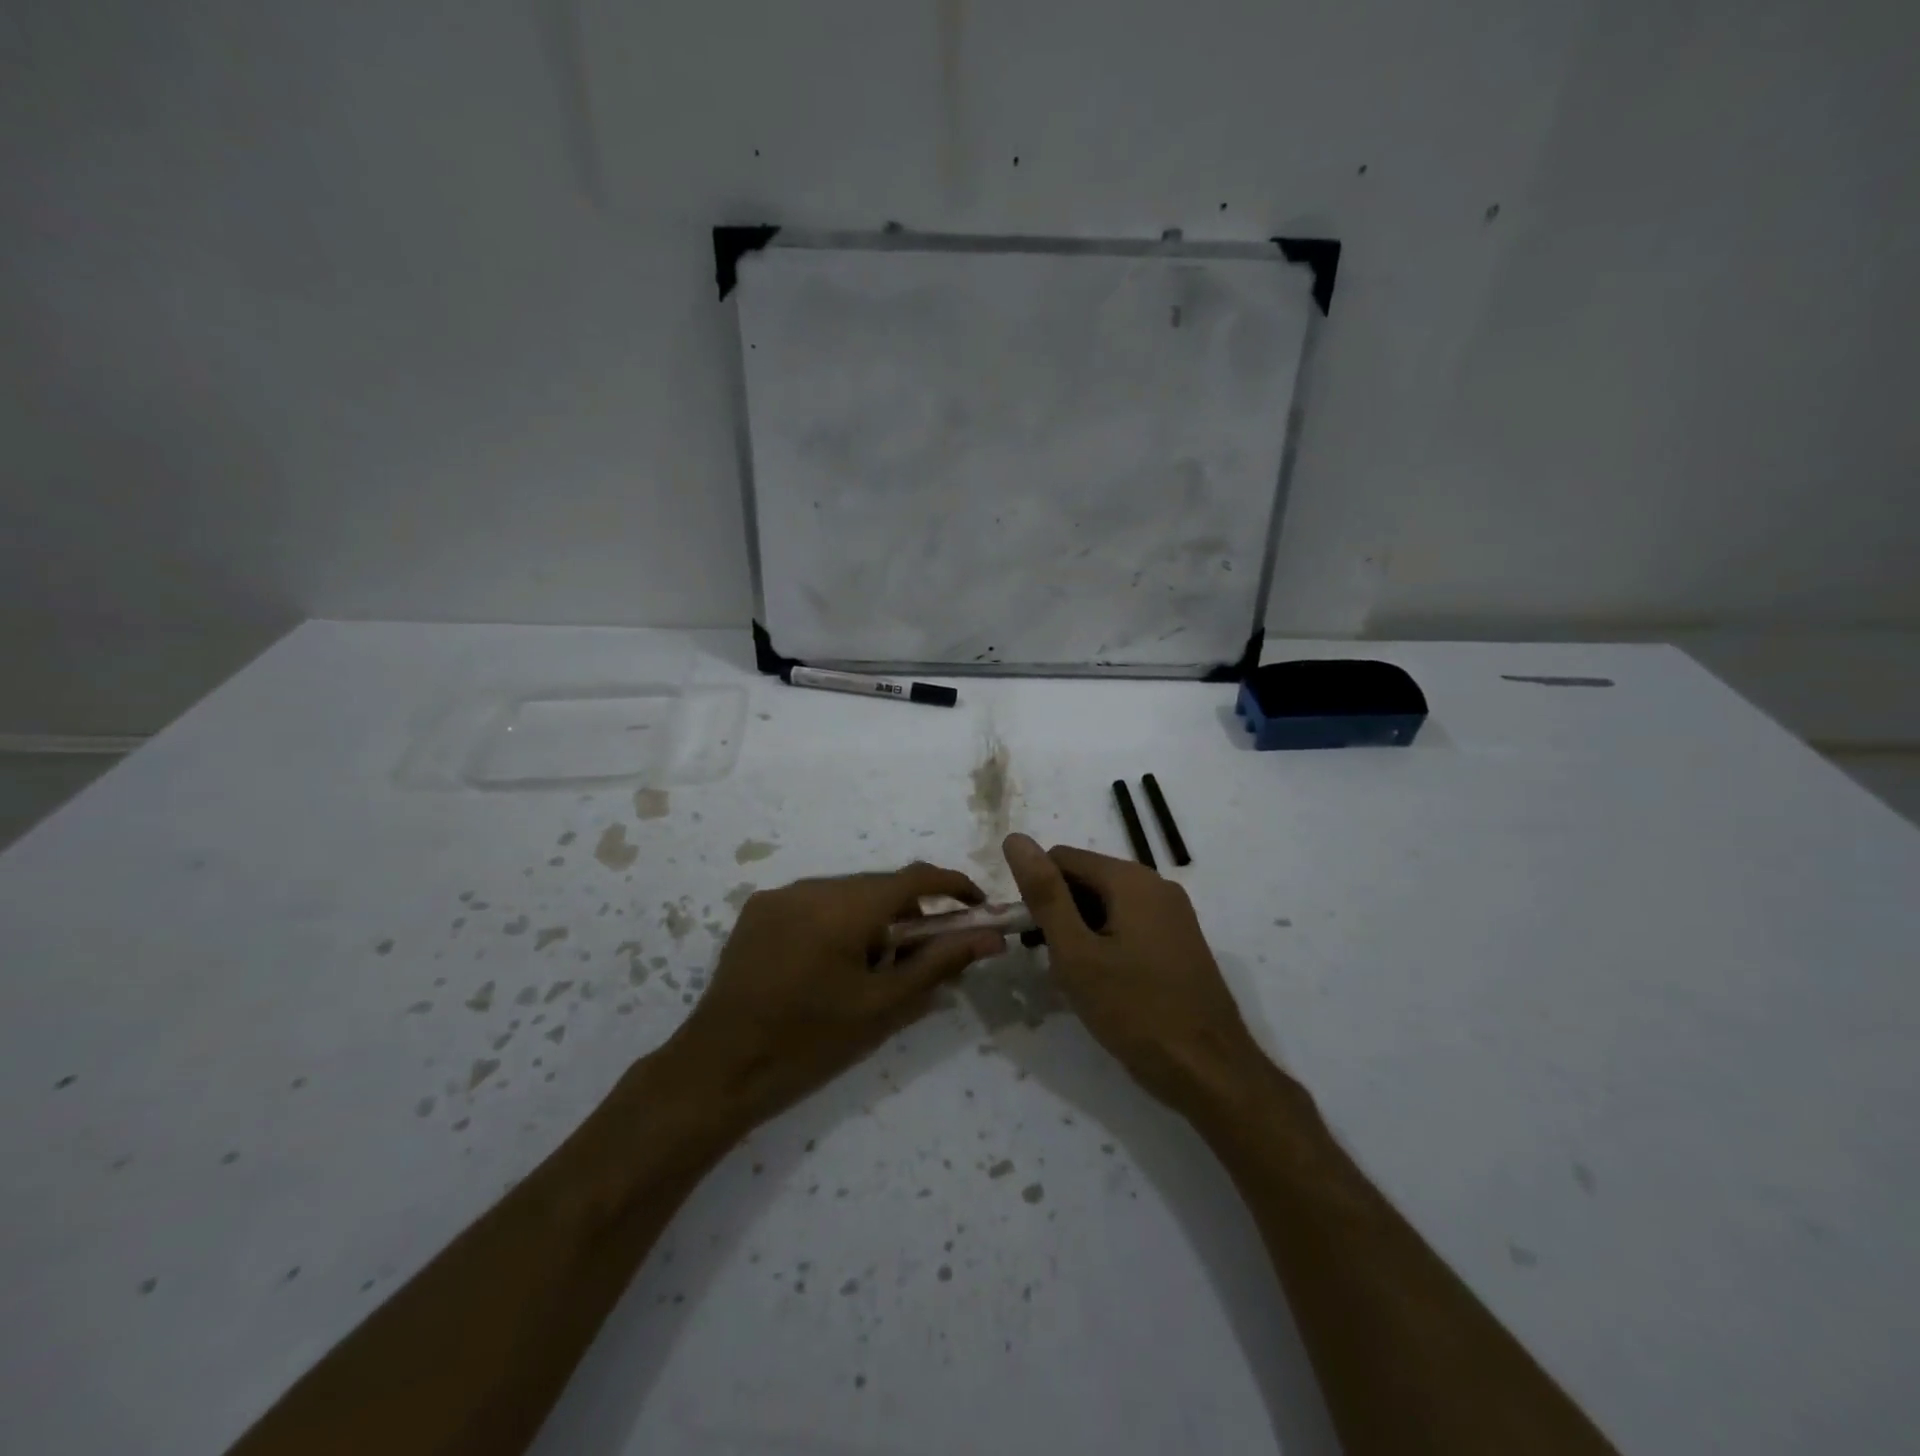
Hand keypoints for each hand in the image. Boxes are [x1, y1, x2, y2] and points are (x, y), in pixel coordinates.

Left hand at [665, 862, 1005, 1128]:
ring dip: (872, 918)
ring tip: (870, 970)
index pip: (915, 876)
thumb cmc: (810, 1042)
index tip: (978, 908)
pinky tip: (828, 965)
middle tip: (921, 957)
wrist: (719, 1069)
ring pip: (847, 894)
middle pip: (879, 885)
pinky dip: (837, 921)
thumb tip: (989, 938)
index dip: (954, 886)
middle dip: (910, 913)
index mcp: (845, 906)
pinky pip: (814, 903)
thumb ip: (939, 963)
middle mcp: (812, 886)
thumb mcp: (883, 1006)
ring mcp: (779, 896)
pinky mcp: (757, 911)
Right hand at [1003, 833, 1264, 1116]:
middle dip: (1060, 914)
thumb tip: (1016, 839)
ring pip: (1106, 906)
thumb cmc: (1135, 1011)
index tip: (1032, 938)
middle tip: (1055, 965)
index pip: (1061, 858)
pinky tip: (1104, 985)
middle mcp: (1156, 885)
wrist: (1210, 1072)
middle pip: (1086, 880)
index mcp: (1131, 879)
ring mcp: (1173, 914)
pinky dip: (1106, 944)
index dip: (1037, 893)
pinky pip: (1129, 925)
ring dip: (1081, 933)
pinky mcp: (1180, 941)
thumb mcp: (1076, 953)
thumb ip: (1045, 894)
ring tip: (1077, 980)